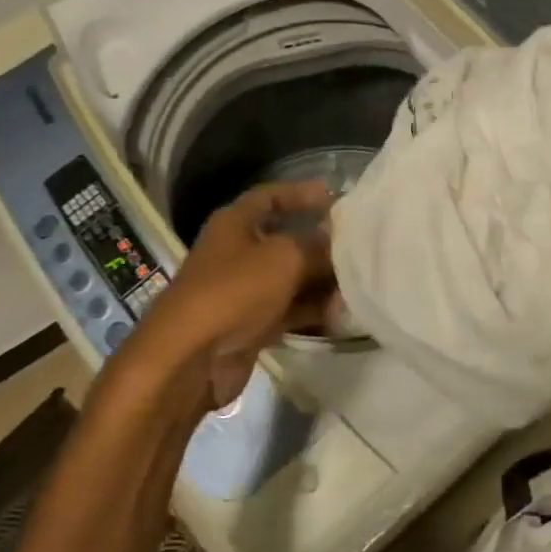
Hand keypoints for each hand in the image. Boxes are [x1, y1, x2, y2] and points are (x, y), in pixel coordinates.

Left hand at [133, 180, 340, 411]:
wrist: (191, 359)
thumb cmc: (234, 291)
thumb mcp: (284, 257)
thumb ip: (317, 245)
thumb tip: (339, 240)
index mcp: (235, 223)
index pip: (270, 196)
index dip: (301, 193)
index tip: (335, 196)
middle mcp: (238, 252)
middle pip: (286, 239)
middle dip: (321, 242)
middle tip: (359, 245)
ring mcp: (244, 290)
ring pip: (291, 278)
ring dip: (322, 280)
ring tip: (359, 283)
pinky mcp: (251, 324)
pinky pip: (289, 309)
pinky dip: (313, 310)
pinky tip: (342, 314)